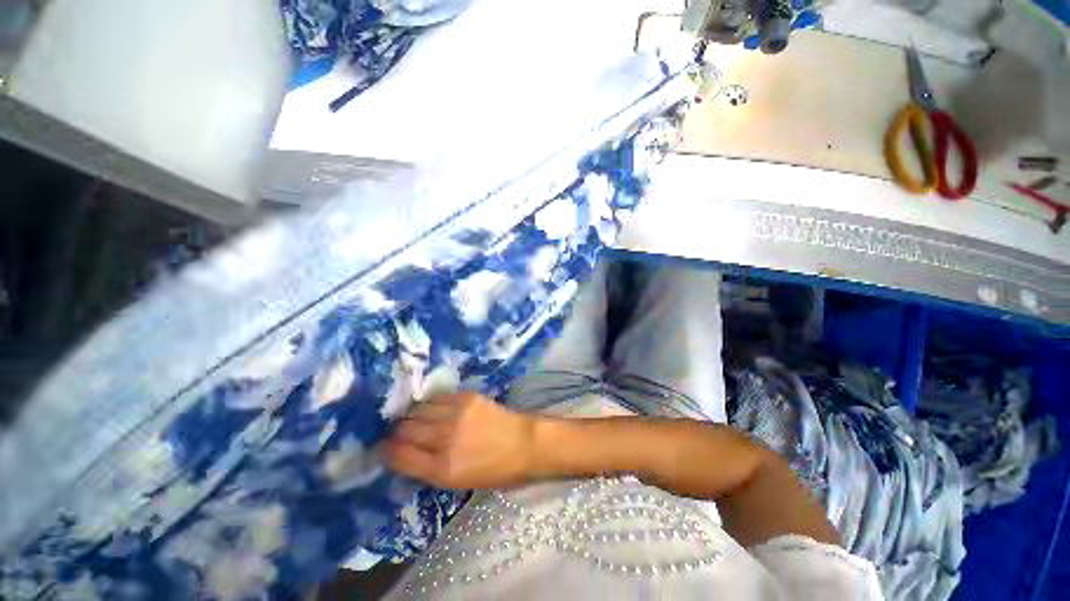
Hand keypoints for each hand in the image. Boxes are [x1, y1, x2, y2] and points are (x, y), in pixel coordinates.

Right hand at [383, 392, 536, 489]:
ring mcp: (456, 415)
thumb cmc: (495, 470)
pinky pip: (438, 398)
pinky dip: (430, 403)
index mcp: (442, 470)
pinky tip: (430, 406)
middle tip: (396, 431)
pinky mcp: (467, 398)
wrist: (524, 444)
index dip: (386, 451)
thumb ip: (429, 469)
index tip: (382, 447)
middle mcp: (445, 440)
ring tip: (412, 417)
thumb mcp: (459, 482)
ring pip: (419, 411)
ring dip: (411, 415)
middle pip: (406, 431)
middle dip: (396, 432)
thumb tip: (405, 454)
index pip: (401, 457)